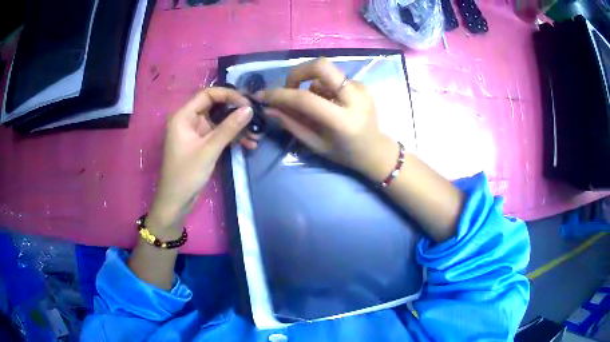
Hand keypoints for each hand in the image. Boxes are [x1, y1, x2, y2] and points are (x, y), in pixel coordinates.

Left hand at [147, 88, 252, 235]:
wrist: (175, 202)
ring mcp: (195, 132)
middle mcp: (189, 120)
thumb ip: (229, 128)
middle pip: (215, 107)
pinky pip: (218, 134)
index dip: (228, 95)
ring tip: (256, 136)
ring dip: (237, 127)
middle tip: (256, 117)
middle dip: (236, 112)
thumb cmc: (186, 175)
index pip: (208, 95)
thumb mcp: (209, 150)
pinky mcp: (201, 144)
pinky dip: (232, 138)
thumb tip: (249, 109)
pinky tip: (248, 144)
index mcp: (183, 116)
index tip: (247, 104)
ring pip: (219, 122)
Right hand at [258, 57, 398, 182]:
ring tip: (314, 104)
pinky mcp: (362, 84)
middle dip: (298, 73)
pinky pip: (334, 77)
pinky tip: (328, 102)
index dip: (280, 95)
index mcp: (342, 120)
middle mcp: (354, 98)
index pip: (305, 99)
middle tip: (290, 88)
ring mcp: (361, 88)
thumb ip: (291, 124)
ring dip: (311, 83)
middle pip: (321, 66)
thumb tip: (268, 108)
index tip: (263, 95)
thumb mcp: (315, 144)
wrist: (376, 150)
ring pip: (326, 71)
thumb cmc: (344, 153)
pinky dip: (323, 86)